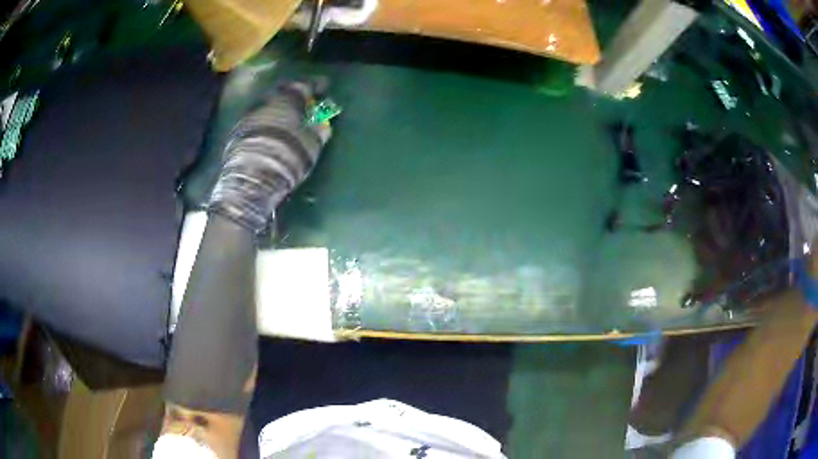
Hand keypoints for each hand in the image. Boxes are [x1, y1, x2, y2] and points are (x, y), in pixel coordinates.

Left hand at [209, 79, 331, 232]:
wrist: (252, 176)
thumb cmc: (288, 155)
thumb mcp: (312, 145)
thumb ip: (319, 131)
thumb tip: (324, 124)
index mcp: (287, 100)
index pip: (304, 85)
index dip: (315, 85)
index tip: (324, 86)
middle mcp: (266, 102)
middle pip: (281, 92)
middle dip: (292, 94)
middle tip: (302, 100)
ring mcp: (249, 117)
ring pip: (266, 106)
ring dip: (277, 109)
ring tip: (286, 118)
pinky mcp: (237, 133)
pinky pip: (256, 120)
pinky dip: (265, 122)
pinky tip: (269, 133)